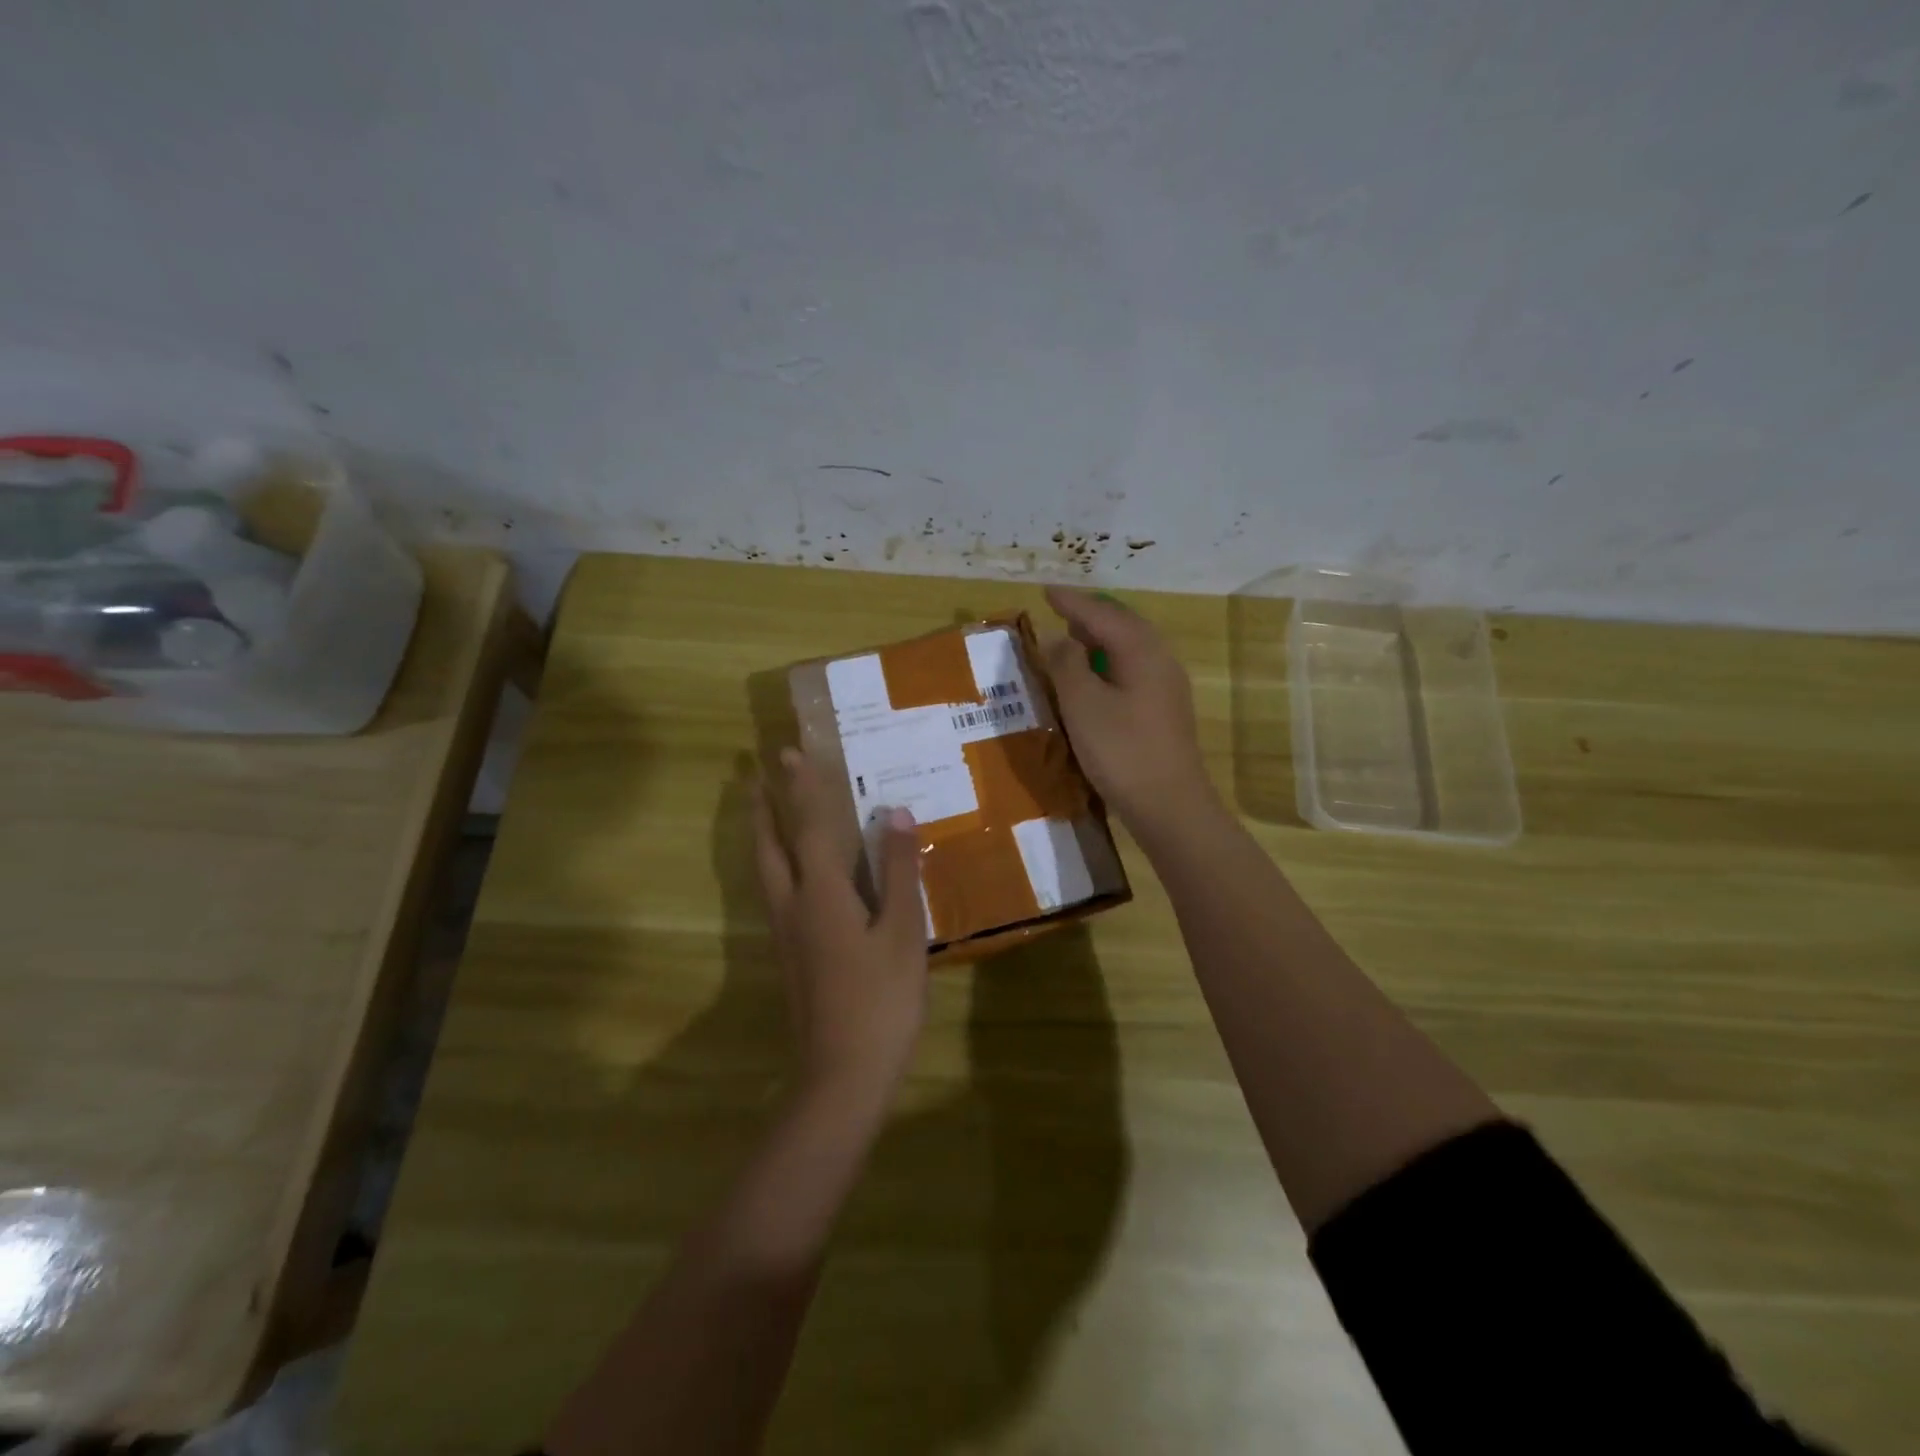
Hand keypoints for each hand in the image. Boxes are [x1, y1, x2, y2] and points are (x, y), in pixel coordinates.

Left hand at [753, 747, 929, 1107]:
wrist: (842, 1074)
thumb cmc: (881, 999)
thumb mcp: (902, 932)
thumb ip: (899, 872)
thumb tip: (895, 814)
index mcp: (822, 895)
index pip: (809, 828)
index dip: (802, 789)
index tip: (788, 752)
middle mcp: (794, 907)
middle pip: (770, 848)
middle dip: (763, 809)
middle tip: (754, 776)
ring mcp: (787, 935)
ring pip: (767, 874)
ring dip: (762, 837)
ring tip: (762, 814)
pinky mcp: (790, 958)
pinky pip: (776, 895)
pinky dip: (775, 867)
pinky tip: (791, 877)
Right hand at [1041, 586, 1215, 829]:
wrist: (1170, 806)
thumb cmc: (1121, 751)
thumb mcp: (1082, 705)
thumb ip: (1067, 664)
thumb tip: (1058, 637)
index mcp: (1141, 651)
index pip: (1102, 614)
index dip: (1072, 602)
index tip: (1046, 591)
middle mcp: (1160, 660)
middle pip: (1123, 625)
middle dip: (1090, 615)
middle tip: (1060, 612)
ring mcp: (1168, 686)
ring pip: (1131, 647)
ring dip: (1101, 639)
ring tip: (1073, 639)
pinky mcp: (1166, 711)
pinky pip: (1134, 669)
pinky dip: (1110, 662)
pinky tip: (1095, 678)